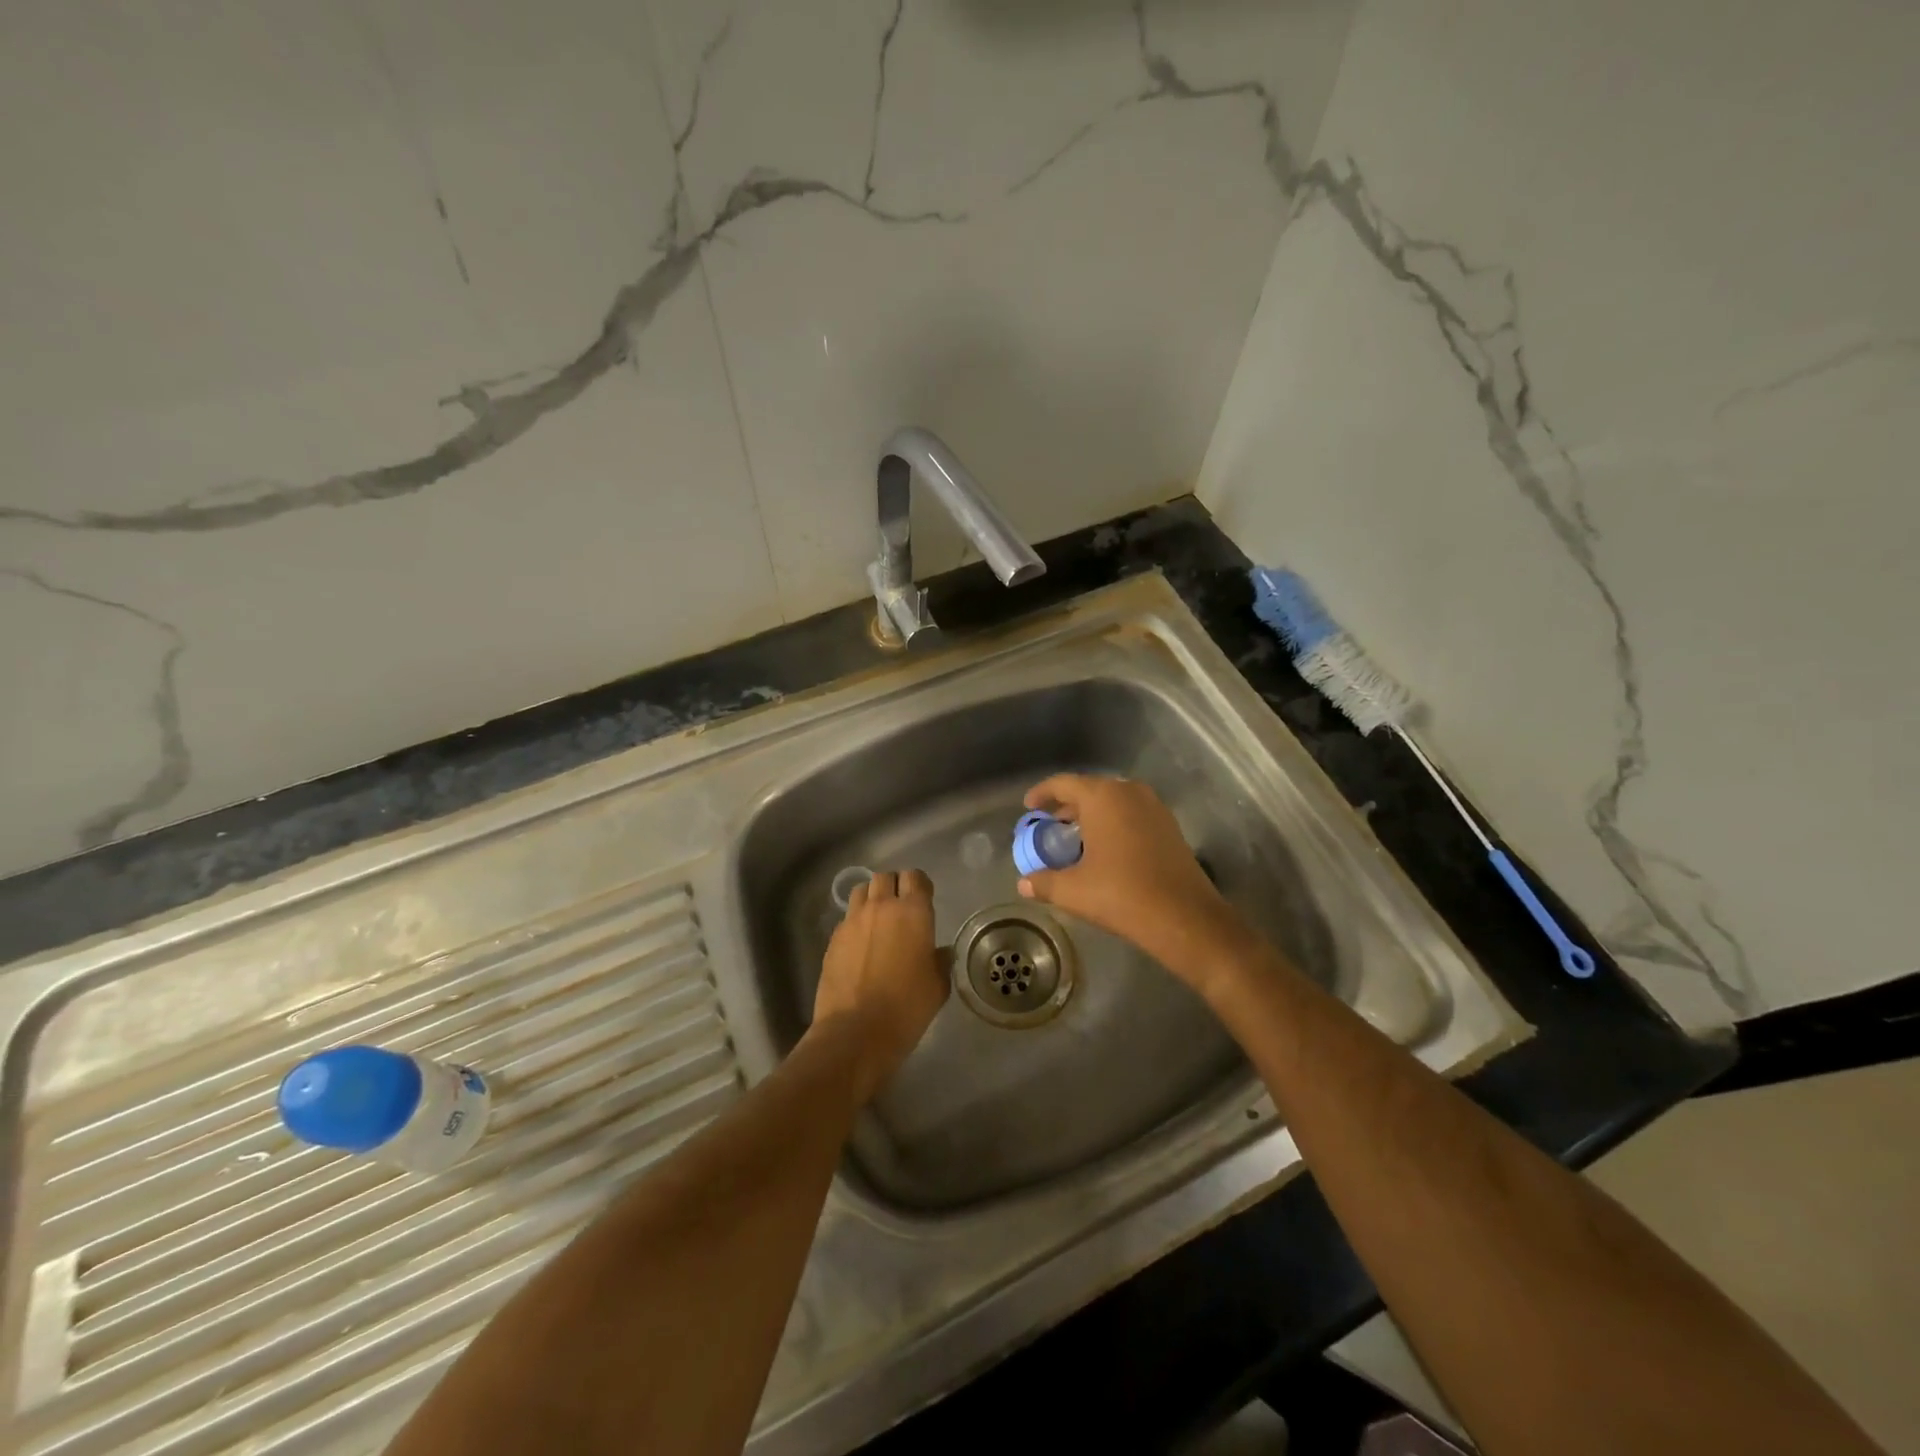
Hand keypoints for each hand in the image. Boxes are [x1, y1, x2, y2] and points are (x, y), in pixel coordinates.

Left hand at [810, 870, 947, 1103]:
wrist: (855, 1032)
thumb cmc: (906, 1008)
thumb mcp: (937, 987)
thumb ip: (940, 962)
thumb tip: (939, 952)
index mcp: (913, 912)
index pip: (915, 877)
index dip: (920, 885)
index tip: (924, 899)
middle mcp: (881, 907)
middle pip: (885, 877)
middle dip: (894, 886)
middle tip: (901, 907)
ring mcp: (853, 921)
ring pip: (861, 891)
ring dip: (872, 898)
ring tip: (878, 920)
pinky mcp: (833, 939)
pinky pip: (847, 918)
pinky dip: (856, 922)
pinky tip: (861, 945)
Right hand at [1017, 774, 1250, 996]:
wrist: (1183, 917)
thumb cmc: (1121, 894)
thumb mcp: (1073, 890)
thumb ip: (1044, 882)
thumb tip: (1024, 883)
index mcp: (1102, 797)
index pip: (1063, 783)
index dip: (1042, 793)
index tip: (1029, 807)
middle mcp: (1129, 792)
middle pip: (1089, 790)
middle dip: (1066, 807)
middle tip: (1049, 827)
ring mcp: (1154, 807)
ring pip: (1113, 802)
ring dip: (1091, 816)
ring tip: (1074, 840)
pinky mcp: (1169, 826)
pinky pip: (1131, 814)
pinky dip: (1113, 824)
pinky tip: (1104, 851)